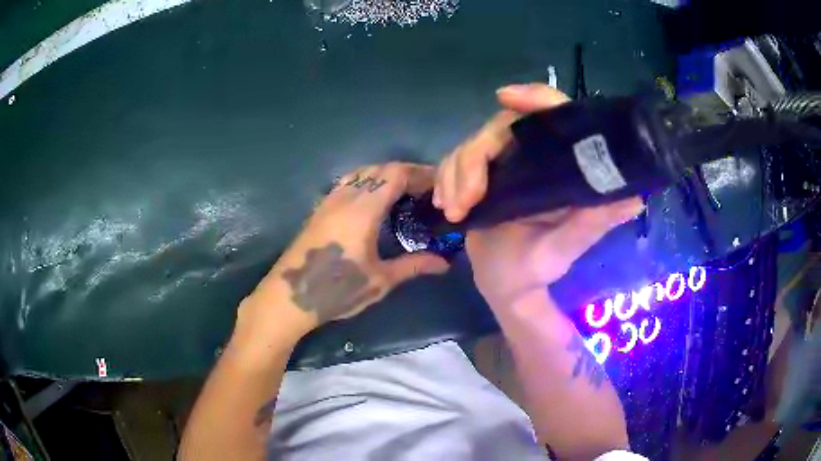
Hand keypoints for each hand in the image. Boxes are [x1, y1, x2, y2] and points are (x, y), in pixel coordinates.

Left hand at [238, 162, 448, 341]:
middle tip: (425, 188)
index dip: (419, 173)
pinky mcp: (319, 210)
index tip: (438, 183)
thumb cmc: (337, 290)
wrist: (289, 297)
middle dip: (405, 172)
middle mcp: (345, 197)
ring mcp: (328, 201)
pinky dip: (365, 182)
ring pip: (360, 173)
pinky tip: (372, 200)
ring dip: (383, 175)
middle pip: (378, 169)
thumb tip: (444, 262)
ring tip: (402, 191)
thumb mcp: (379, 280)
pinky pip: (347, 183)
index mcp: (363, 209)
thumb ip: (413, 265)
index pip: (395, 174)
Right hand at [434, 84, 642, 306]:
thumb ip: (596, 221)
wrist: (505, 283)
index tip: (504, 97)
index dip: (533, 98)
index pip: (553, 114)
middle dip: (473, 161)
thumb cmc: (540, 265)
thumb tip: (635, 197)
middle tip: (465, 200)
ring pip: (470, 146)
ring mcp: (503, 163)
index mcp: (560, 163)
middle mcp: (533, 155)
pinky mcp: (479, 175)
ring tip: (454, 211)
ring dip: (455, 176)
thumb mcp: (570, 245)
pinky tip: (444, 205)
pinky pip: (454, 162)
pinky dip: (444, 179)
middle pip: (499, 128)